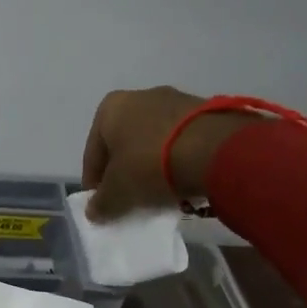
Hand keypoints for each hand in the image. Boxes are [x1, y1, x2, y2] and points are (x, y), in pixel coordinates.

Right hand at [81, 86, 266, 219]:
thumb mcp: (118, 191)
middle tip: (127, 198)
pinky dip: (175, 159)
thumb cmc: (149, 164)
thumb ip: (101, 203)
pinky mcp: (204, 110)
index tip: (100, 204)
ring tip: (157, 192)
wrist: (213, 149)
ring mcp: (175, 100)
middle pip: (123, 143)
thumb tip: (94, 211)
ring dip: (150, 164)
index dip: (93, 183)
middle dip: (123, 170)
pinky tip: (181, 180)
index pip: (92, 153)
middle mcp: (139, 96)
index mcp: (110, 108)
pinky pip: (179, 140)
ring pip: (152, 140)